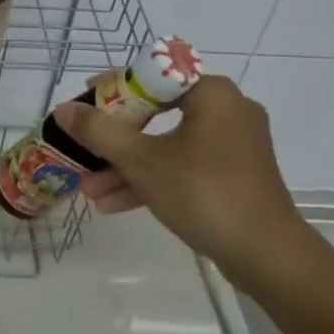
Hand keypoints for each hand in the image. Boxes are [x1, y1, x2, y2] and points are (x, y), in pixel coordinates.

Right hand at [56, 76, 321, 291]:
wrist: (269, 258)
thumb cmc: (204, 194)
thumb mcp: (142, 161)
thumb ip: (99, 132)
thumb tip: (63, 109)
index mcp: (212, 93)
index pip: (151, 76)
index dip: (112, 89)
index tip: (84, 104)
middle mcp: (227, 110)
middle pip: (156, 113)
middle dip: (115, 138)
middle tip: (85, 148)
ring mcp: (234, 144)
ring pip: (168, 144)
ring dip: (128, 165)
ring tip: (90, 188)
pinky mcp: (236, 175)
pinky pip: (185, 165)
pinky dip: (154, 179)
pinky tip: (115, 203)